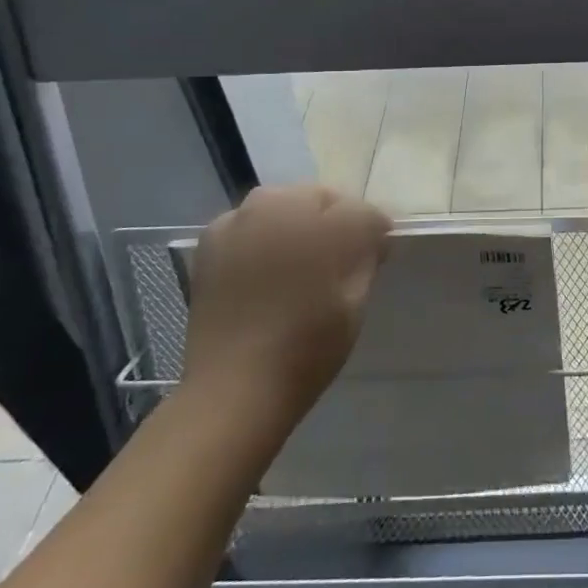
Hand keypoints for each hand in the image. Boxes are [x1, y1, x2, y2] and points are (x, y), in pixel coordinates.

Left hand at [182, 185, 391, 420]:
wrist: (235, 388)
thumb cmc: (308, 344)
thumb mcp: (355, 298)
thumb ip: (367, 254)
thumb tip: (371, 236)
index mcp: (322, 219)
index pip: (363, 213)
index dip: (374, 234)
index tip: (376, 258)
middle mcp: (279, 203)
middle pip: (320, 199)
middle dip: (333, 221)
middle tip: (338, 261)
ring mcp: (239, 218)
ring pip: (283, 206)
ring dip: (297, 224)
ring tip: (299, 265)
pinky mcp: (211, 239)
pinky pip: (250, 223)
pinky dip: (262, 236)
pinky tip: (266, 269)